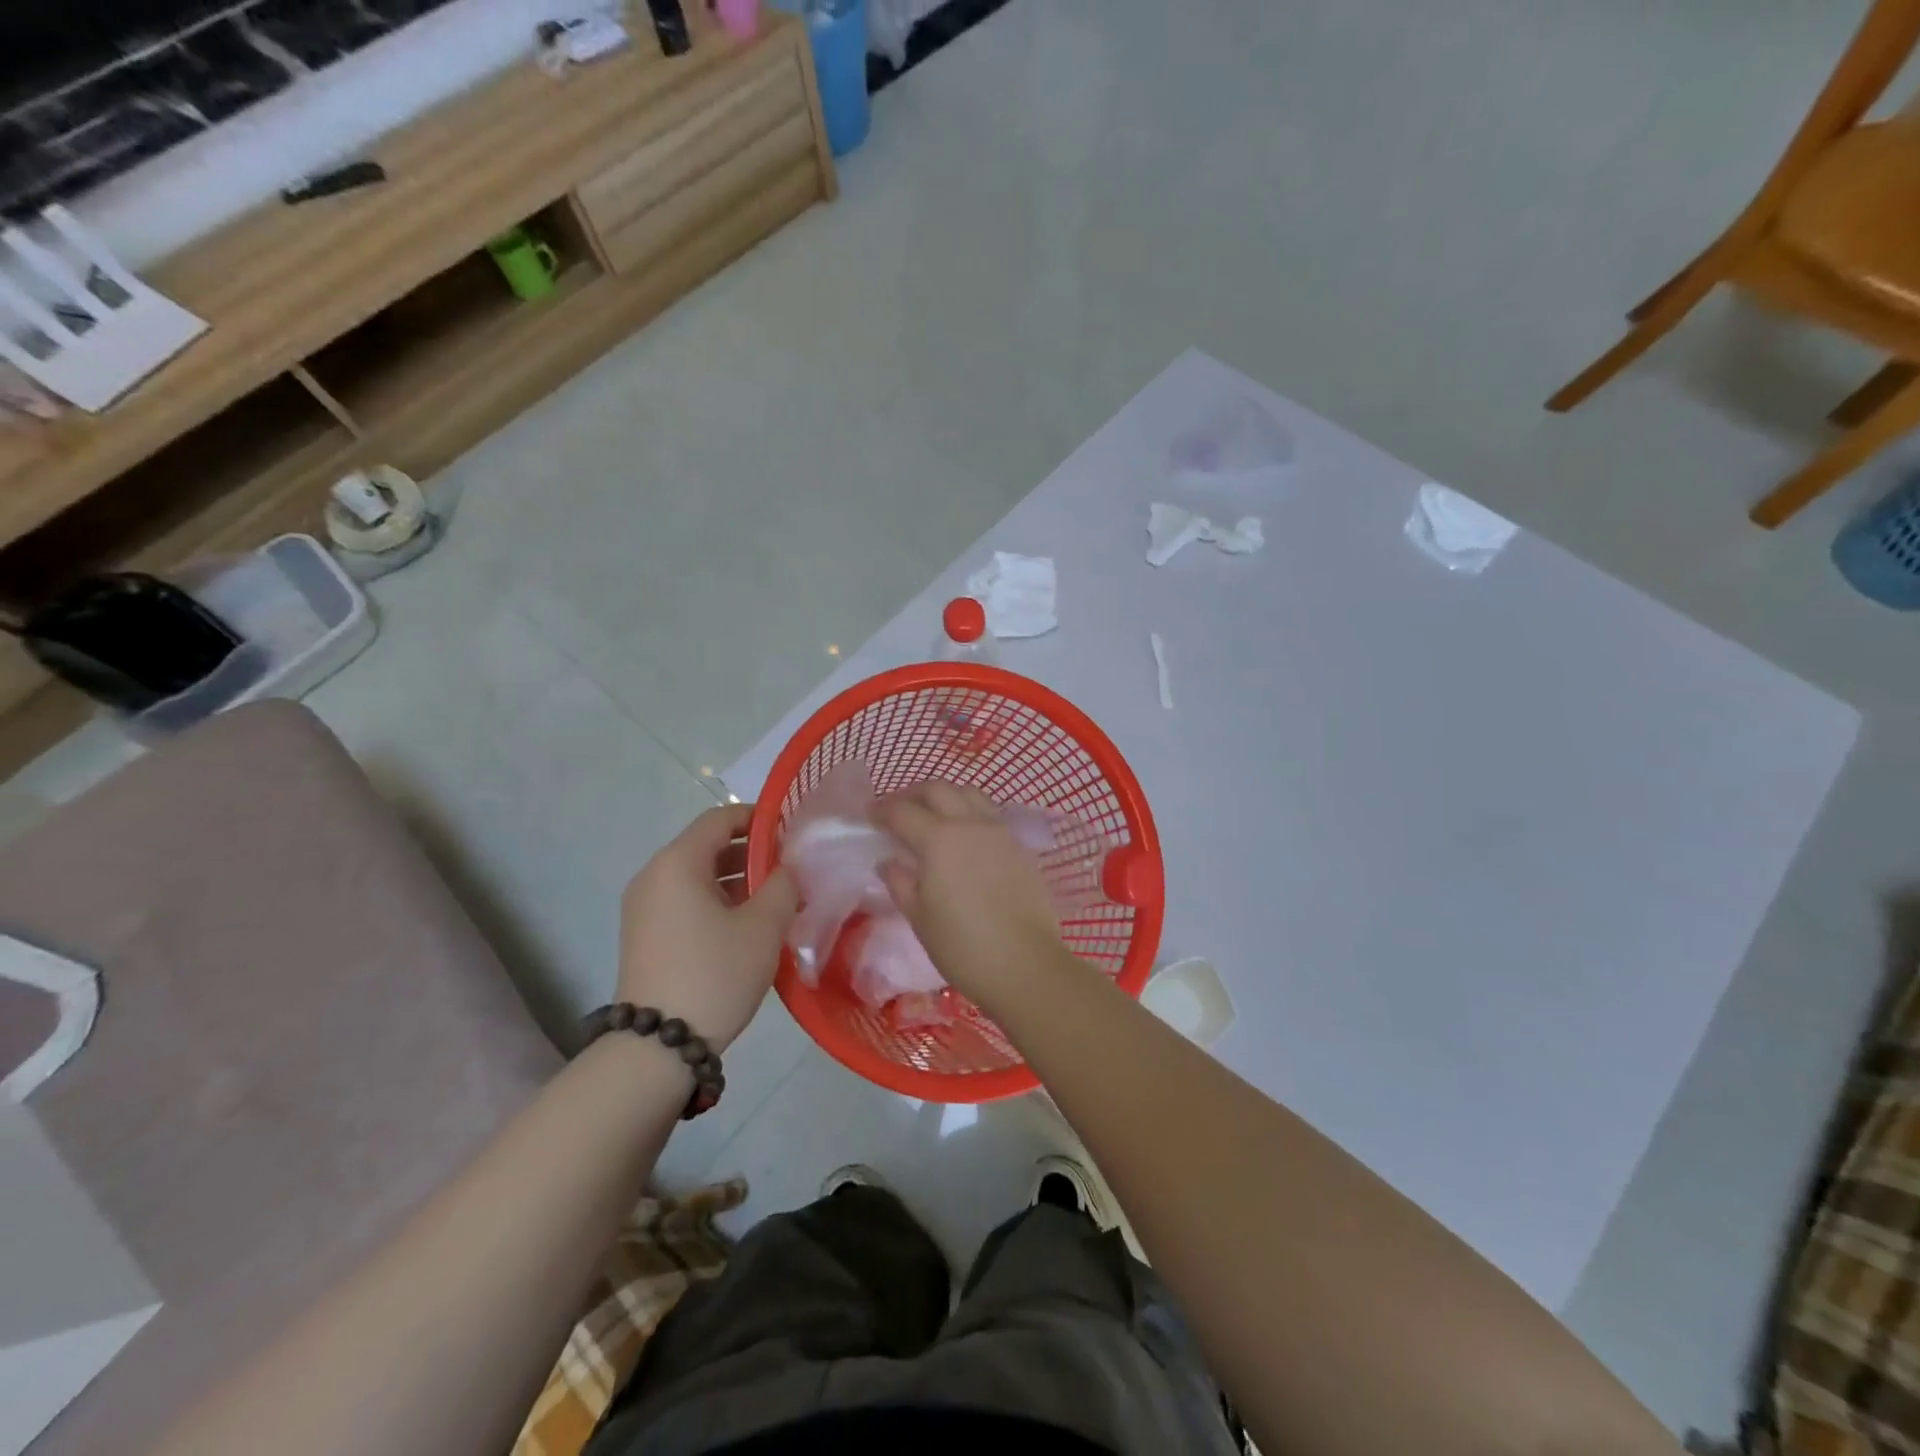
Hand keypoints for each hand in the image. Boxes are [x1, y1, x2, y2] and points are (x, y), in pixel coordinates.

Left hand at [618, 804, 797, 1050]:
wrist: (658, 1047)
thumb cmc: (715, 973)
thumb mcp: (763, 927)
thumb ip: (783, 885)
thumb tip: (786, 870)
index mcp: (678, 863)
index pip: (720, 818)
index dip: (758, 818)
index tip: (791, 831)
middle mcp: (654, 876)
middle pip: (708, 846)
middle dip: (752, 853)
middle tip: (791, 870)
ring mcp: (644, 907)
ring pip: (698, 876)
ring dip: (737, 880)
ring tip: (777, 900)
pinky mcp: (645, 934)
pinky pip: (686, 901)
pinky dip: (717, 902)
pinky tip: (748, 925)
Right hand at [874, 782, 1070, 1007]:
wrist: (1025, 965)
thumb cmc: (963, 946)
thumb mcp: (919, 917)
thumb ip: (900, 882)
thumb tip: (889, 861)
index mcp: (939, 839)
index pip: (902, 811)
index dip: (881, 811)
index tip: (869, 817)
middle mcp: (970, 824)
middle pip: (937, 789)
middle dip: (911, 794)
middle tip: (897, 810)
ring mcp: (999, 831)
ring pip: (968, 793)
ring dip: (944, 796)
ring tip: (931, 815)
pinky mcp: (1019, 845)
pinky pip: (989, 812)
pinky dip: (969, 810)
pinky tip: (962, 834)